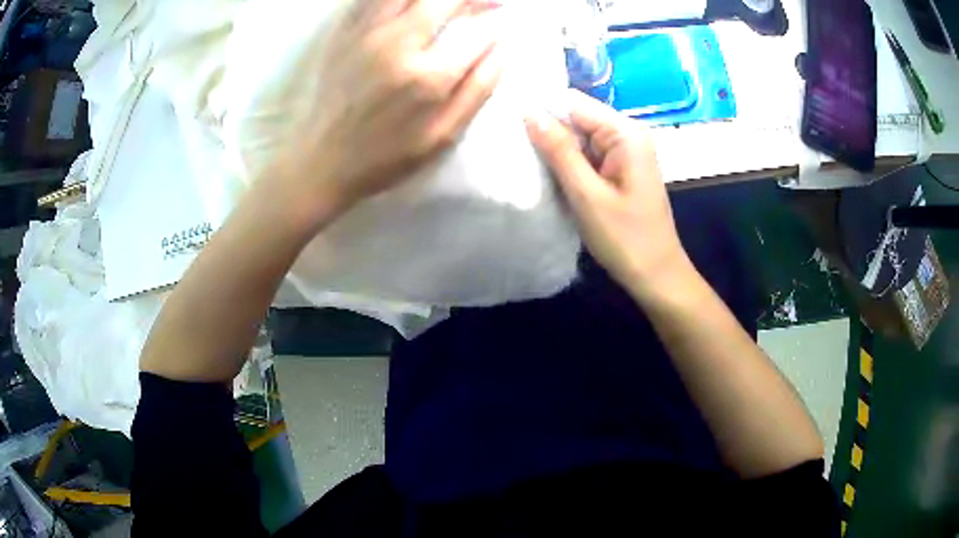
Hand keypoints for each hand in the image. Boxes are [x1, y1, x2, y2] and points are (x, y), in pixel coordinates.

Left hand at [276, 0, 505, 223]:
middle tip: (483, 2)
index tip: (501, 17)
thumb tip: (504, 48)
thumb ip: (478, 90)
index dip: (496, 19)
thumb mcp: (442, 136)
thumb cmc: (387, 155)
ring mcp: (367, 33)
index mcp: (428, 76)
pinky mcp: (345, 31)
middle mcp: (398, 43)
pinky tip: (410, 5)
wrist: (323, 160)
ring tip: (446, 4)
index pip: (479, 30)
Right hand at [525, 89, 689, 295]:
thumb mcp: (587, 194)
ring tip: (524, 161)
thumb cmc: (625, 239)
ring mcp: (624, 152)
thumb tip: (529, 112)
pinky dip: (568, 163)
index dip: (542, 109)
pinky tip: (547, 174)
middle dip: (547, 130)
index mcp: (626, 133)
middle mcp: (627, 134)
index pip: (574, 103)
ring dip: (555, 149)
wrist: (656, 276)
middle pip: (577, 118)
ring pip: (579, 137)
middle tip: (511, 146)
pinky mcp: (618, 170)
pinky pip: (587, 155)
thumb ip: (559, 151)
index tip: (507, 123)